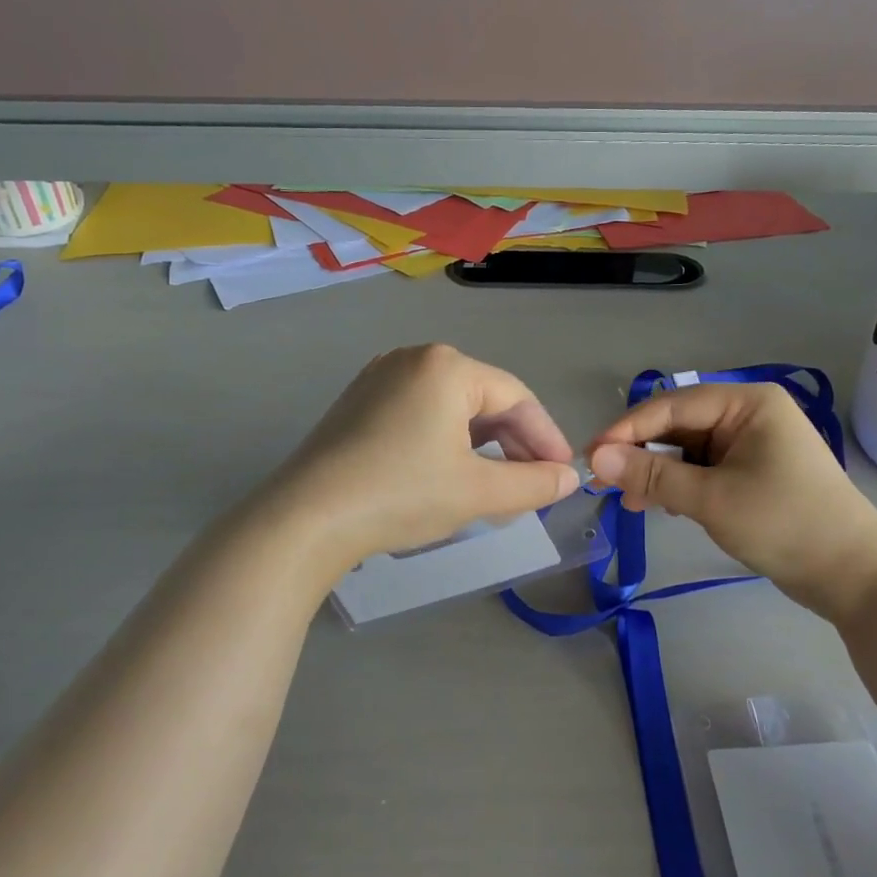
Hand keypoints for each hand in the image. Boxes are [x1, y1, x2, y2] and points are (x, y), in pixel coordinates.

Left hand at [263, 344, 579, 569]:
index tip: (564, 474)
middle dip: (513, 444)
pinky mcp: (360, 402)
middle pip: (484, 399)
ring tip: (498, 486)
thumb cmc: (402, 494)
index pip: (516, 397)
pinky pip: (421, 414)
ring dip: (482, 445)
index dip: (546, 437)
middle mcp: (414, 358)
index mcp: (447, 366)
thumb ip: (533, 483)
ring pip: (452, 408)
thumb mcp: (478, 492)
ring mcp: (381, 377)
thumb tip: (570, 478)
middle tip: (533, 485)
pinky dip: (447, 441)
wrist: (306, 518)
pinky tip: (452, 474)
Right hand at [587, 383, 876, 622]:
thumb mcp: (712, 499)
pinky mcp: (753, 471)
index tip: (590, 457)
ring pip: (688, 448)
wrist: (855, 577)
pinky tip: (661, 506)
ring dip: (659, 472)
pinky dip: (680, 484)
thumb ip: (653, 475)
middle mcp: (749, 413)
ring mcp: (753, 442)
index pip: (672, 405)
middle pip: (679, 424)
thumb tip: (596, 459)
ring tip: (633, 503)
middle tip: (607, 485)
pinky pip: (704, 467)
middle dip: (642, 453)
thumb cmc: (786, 524)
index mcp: (747, 402)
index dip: (627, 430)